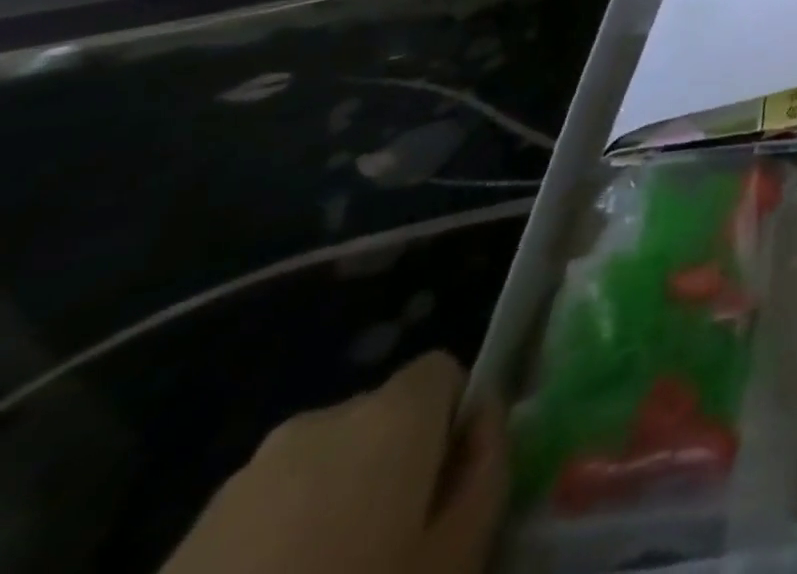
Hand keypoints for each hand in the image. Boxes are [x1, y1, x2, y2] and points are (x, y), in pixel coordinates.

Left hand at [163, 352, 506, 573]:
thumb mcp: (460, 551)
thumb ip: (488, 466)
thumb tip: (483, 419)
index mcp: (391, 414)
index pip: (442, 371)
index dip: (453, 419)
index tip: (447, 485)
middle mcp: (321, 422)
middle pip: (378, 420)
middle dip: (390, 467)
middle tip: (390, 548)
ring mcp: (243, 480)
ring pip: (317, 470)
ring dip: (329, 508)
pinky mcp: (183, 540)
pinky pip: (259, 517)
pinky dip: (272, 549)